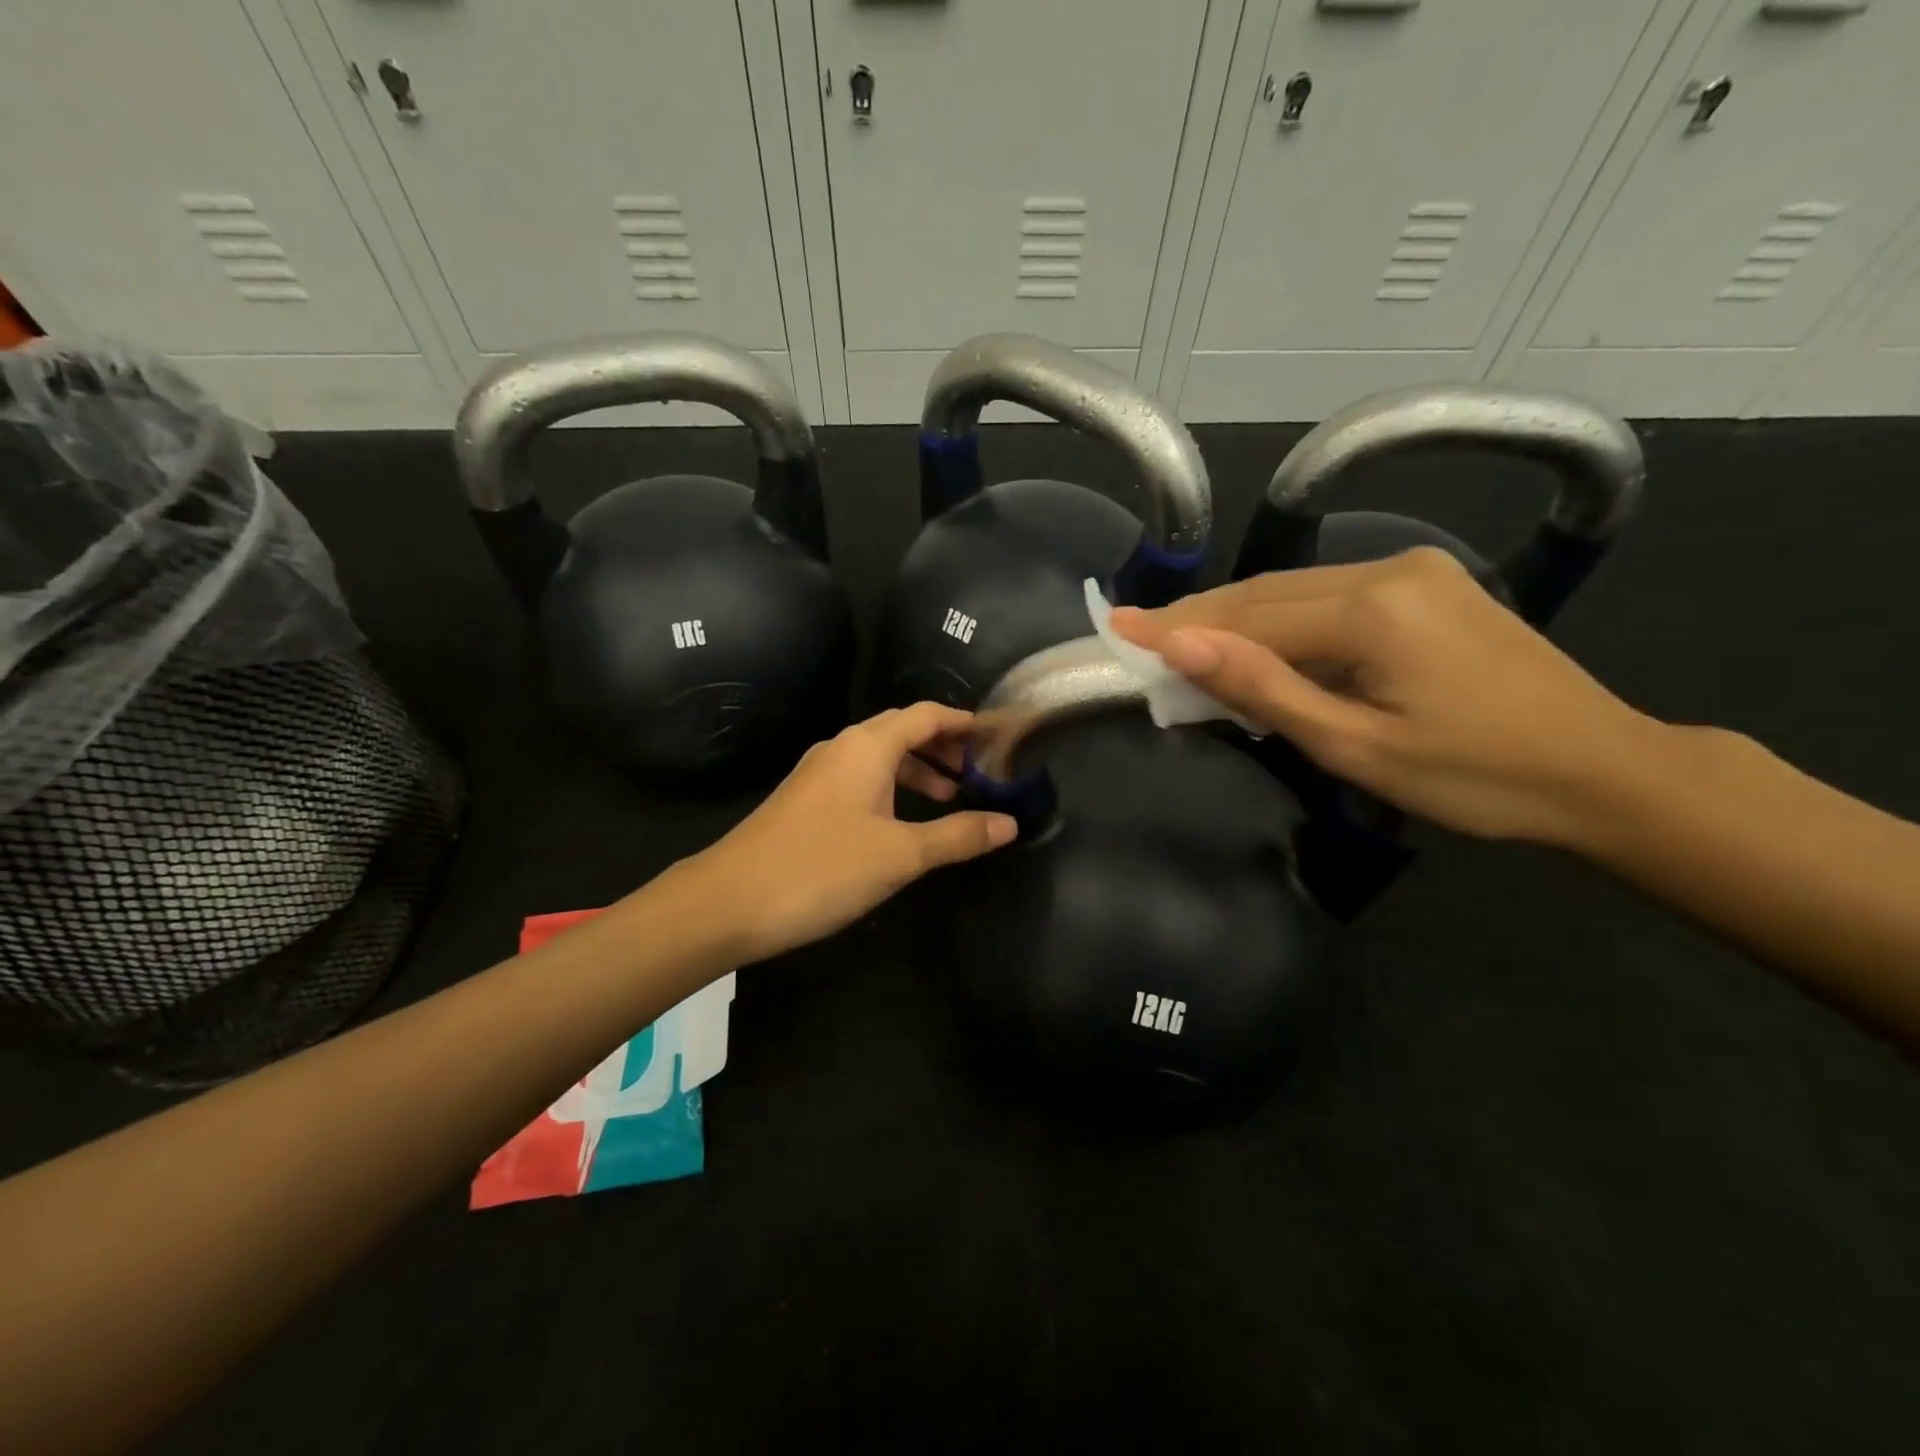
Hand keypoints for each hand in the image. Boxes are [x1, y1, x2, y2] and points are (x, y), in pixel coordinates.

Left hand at [677, 703, 1016, 961]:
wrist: (729, 901)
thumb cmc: (822, 868)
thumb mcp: (900, 854)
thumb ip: (957, 836)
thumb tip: (1009, 824)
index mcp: (867, 746)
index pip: (925, 715)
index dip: (964, 722)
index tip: (998, 738)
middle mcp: (842, 748)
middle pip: (903, 731)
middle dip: (944, 747)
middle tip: (982, 772)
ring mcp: (819, 774)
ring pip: (880, 757)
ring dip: (918, 771)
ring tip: (950, 798)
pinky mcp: (805, 801)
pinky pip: (860, 779)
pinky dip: (891, 788)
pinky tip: (902, 822)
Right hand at [1111, 548, 1663, 846]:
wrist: (1604, 771)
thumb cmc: (1478, 778)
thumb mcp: (1357, 747)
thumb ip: (1265, 689)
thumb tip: (1181, 647)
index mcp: (1375, 610)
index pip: (1248, 616)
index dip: (1177, 626)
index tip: (1115, 626)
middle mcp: (1390, 570)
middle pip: (1266, 593)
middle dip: (1198, 619)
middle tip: (1137, 637)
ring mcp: (1413, 572)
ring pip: (1294, 592)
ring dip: (1235, 621)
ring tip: (1180, 645)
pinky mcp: (1426, 586)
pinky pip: (1328, 598)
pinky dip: (1280, 623)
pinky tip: (1255, 646)